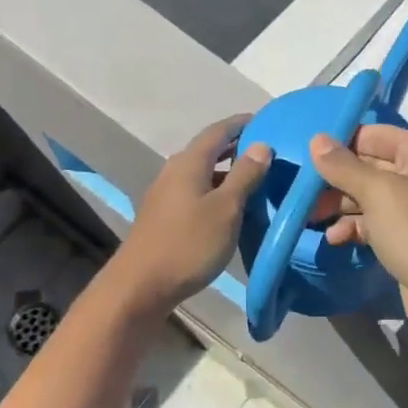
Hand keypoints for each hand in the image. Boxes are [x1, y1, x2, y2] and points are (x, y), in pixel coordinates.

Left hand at [110, 118, 270, 311]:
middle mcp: (174, 171)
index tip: (266, 121)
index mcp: (189, 162)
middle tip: (266, 152)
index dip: (241, 124)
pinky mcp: (164, 216)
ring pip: (202, 173)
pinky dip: (216, 190)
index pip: (218, 131)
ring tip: (255, 180)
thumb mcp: (226, 209)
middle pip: (208, 150)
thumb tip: (262, 145)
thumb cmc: (189, 244)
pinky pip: (195, 191)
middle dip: (236, 147)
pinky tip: (230, 207)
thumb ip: (245, 175)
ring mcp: (165, 194)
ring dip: (227, 172)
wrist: (141, 286)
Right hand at [308, 124, 407, 346]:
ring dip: (341, 206)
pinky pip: (378, 224)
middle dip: (336, 179)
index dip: (341, 142)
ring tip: (310, 218)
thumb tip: (317, 139)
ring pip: (371, 198)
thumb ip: (344, 166)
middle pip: (371, 166)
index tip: (306, 157)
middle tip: (302, 193)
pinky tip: (333, 239)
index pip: (375, 134)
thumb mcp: (378, 193)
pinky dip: (355, 228)